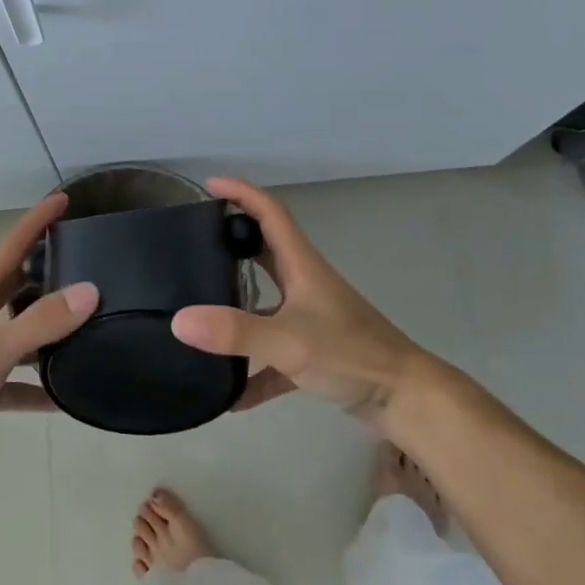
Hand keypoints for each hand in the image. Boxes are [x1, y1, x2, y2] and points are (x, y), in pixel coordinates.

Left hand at [0, 192, 97, 488]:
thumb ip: (39, 322)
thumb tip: (90, 290)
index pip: (10, 247)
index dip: (36, 221)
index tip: (64, 198)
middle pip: (17, 284)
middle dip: (48, 268)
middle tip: (89, 259)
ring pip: (21, 330)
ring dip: (48, 325)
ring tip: (89, 321)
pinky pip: (18, 380)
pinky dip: (39, 384)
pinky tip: (64, 395)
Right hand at [175, 178, 423, 423]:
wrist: (406, 399)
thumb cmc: (351, 354)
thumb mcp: (288, 341)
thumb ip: (234, 332)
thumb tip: (178, 321)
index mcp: (301, 266)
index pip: (270, 213)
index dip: (242, 193)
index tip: (209, 185)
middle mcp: (304, 285)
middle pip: (264, 252)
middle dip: (231, 242)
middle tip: (194, 243)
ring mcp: (311, 319)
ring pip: (266, 303)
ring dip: (238, 306)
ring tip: (200, 309)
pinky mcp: (315, 352)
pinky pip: (274, 355)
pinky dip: (255, 370)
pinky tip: (232, 397)